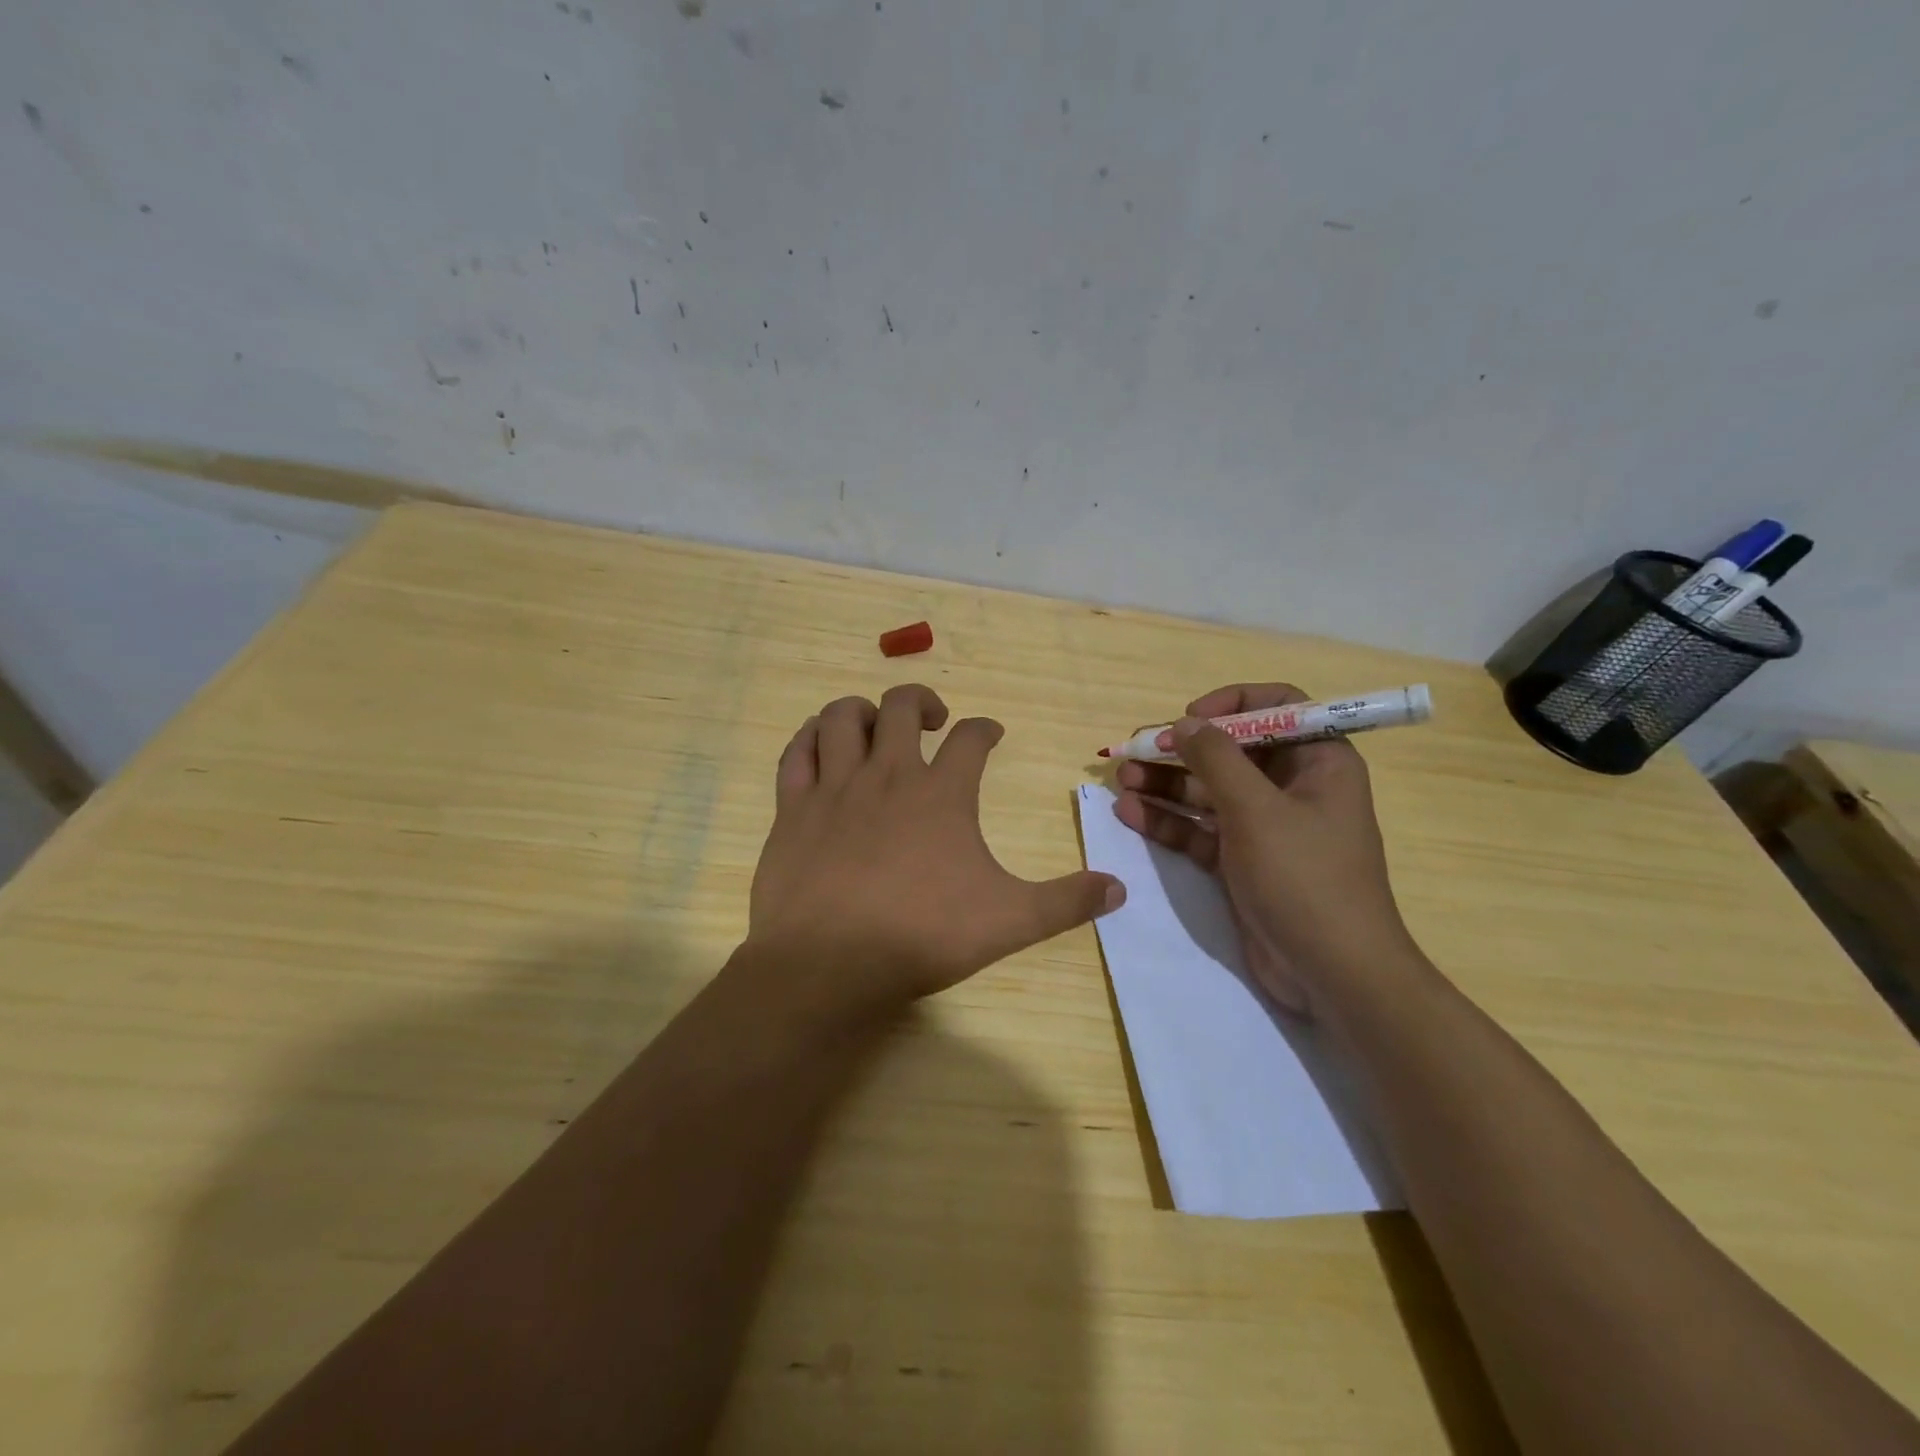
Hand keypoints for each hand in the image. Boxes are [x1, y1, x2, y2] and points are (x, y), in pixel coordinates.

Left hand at [745, 684, 1125, 1016]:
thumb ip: (1066, 902)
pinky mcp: (793, 808)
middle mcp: (888, 774)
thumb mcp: (1010, 921)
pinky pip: (797, 752)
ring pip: (843, 717)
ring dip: (864, 710)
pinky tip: (821, 744)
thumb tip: (1119, 889)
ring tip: (877, 726)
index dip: (985, 729)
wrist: (830, 964)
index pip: (972, 738)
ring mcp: (835, 787)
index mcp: (942, 793)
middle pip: (903, 706)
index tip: (991, 734)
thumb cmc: (923, 936)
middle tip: (935, 721)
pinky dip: (810, 737)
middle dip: (923, 701)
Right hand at [1112, 682, 1412, 1017]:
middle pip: (1231, 751)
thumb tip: (1184, 722)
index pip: (1277, 708)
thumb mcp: (1257, 810)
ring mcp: (1264, 826)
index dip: (1231, 705)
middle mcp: (1292, 787)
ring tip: (1121, 778)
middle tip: (1135, 748)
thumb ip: (1216, 759)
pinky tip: (1129, 812)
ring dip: (1166, 783)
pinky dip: (1168, 821)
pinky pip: (1200, 829)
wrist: (1332, 974)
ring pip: (1209, 791)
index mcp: (1318, 762)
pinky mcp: (1241, 861)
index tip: (1190, 717)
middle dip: (1182, 749)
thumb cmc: (1304, 878)